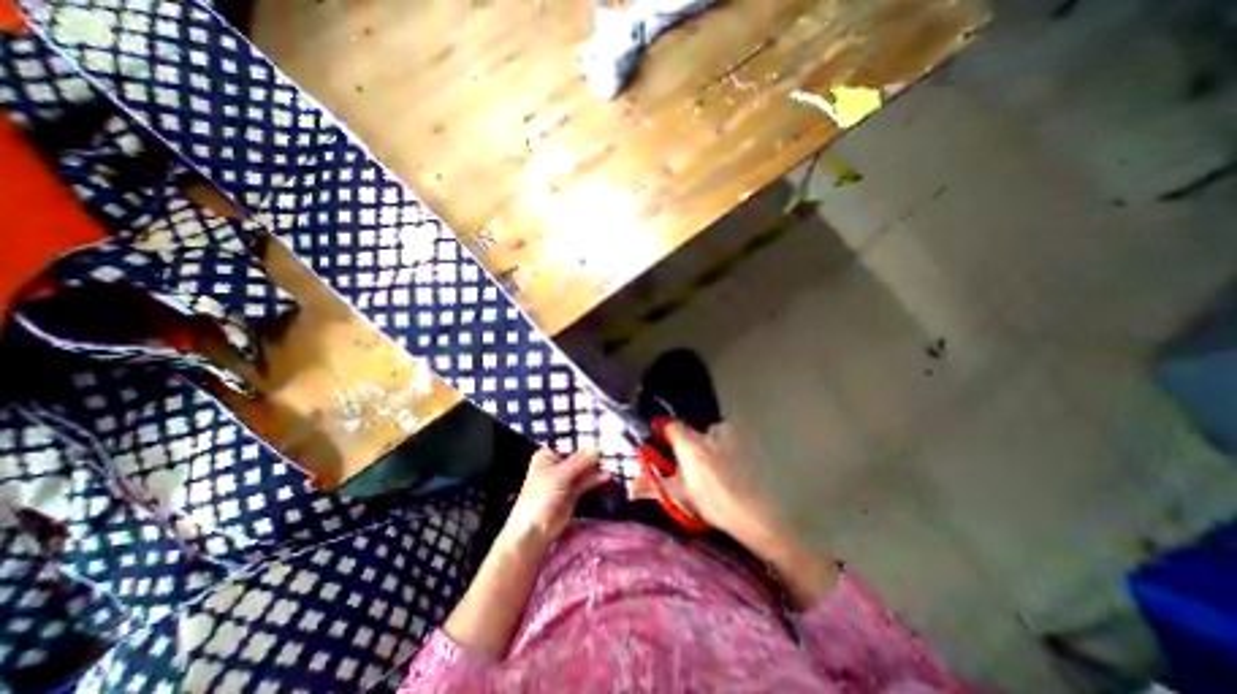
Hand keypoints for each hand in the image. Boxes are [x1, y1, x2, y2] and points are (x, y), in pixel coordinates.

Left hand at [501, 446, 613, 549]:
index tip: (602, 436)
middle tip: (612, 449)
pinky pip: (585, 483)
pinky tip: (608, 476)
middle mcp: (557, 465)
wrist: (534, 532)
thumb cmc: (541, 498)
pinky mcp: (572, 494)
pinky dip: (595, 479)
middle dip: (592, 455)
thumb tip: (597, 445)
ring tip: (613, 462)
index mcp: (548, 456)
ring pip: (583, 470)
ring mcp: (565, 480)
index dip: (584, 441)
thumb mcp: (561, 476)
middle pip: (578, 457)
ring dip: (596, 467)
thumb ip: (580, 461)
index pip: (569, 443)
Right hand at [652, 424, 785, 548]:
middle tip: (684, 469)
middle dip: (684, 447)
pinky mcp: (746, 442)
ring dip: (704, 449)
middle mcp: (710, 431)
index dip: (660, 434)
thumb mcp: (680, 495)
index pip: (668, 426)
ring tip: (708, 474)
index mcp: (691, 444)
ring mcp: (731, 435)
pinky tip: (726, 472)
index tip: (656, 446)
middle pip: (689, 432)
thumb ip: (651, 487)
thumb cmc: (715, 504)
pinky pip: (725, 440)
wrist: (759, 516)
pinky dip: (721, 451)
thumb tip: (629, 486)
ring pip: (708, 437)